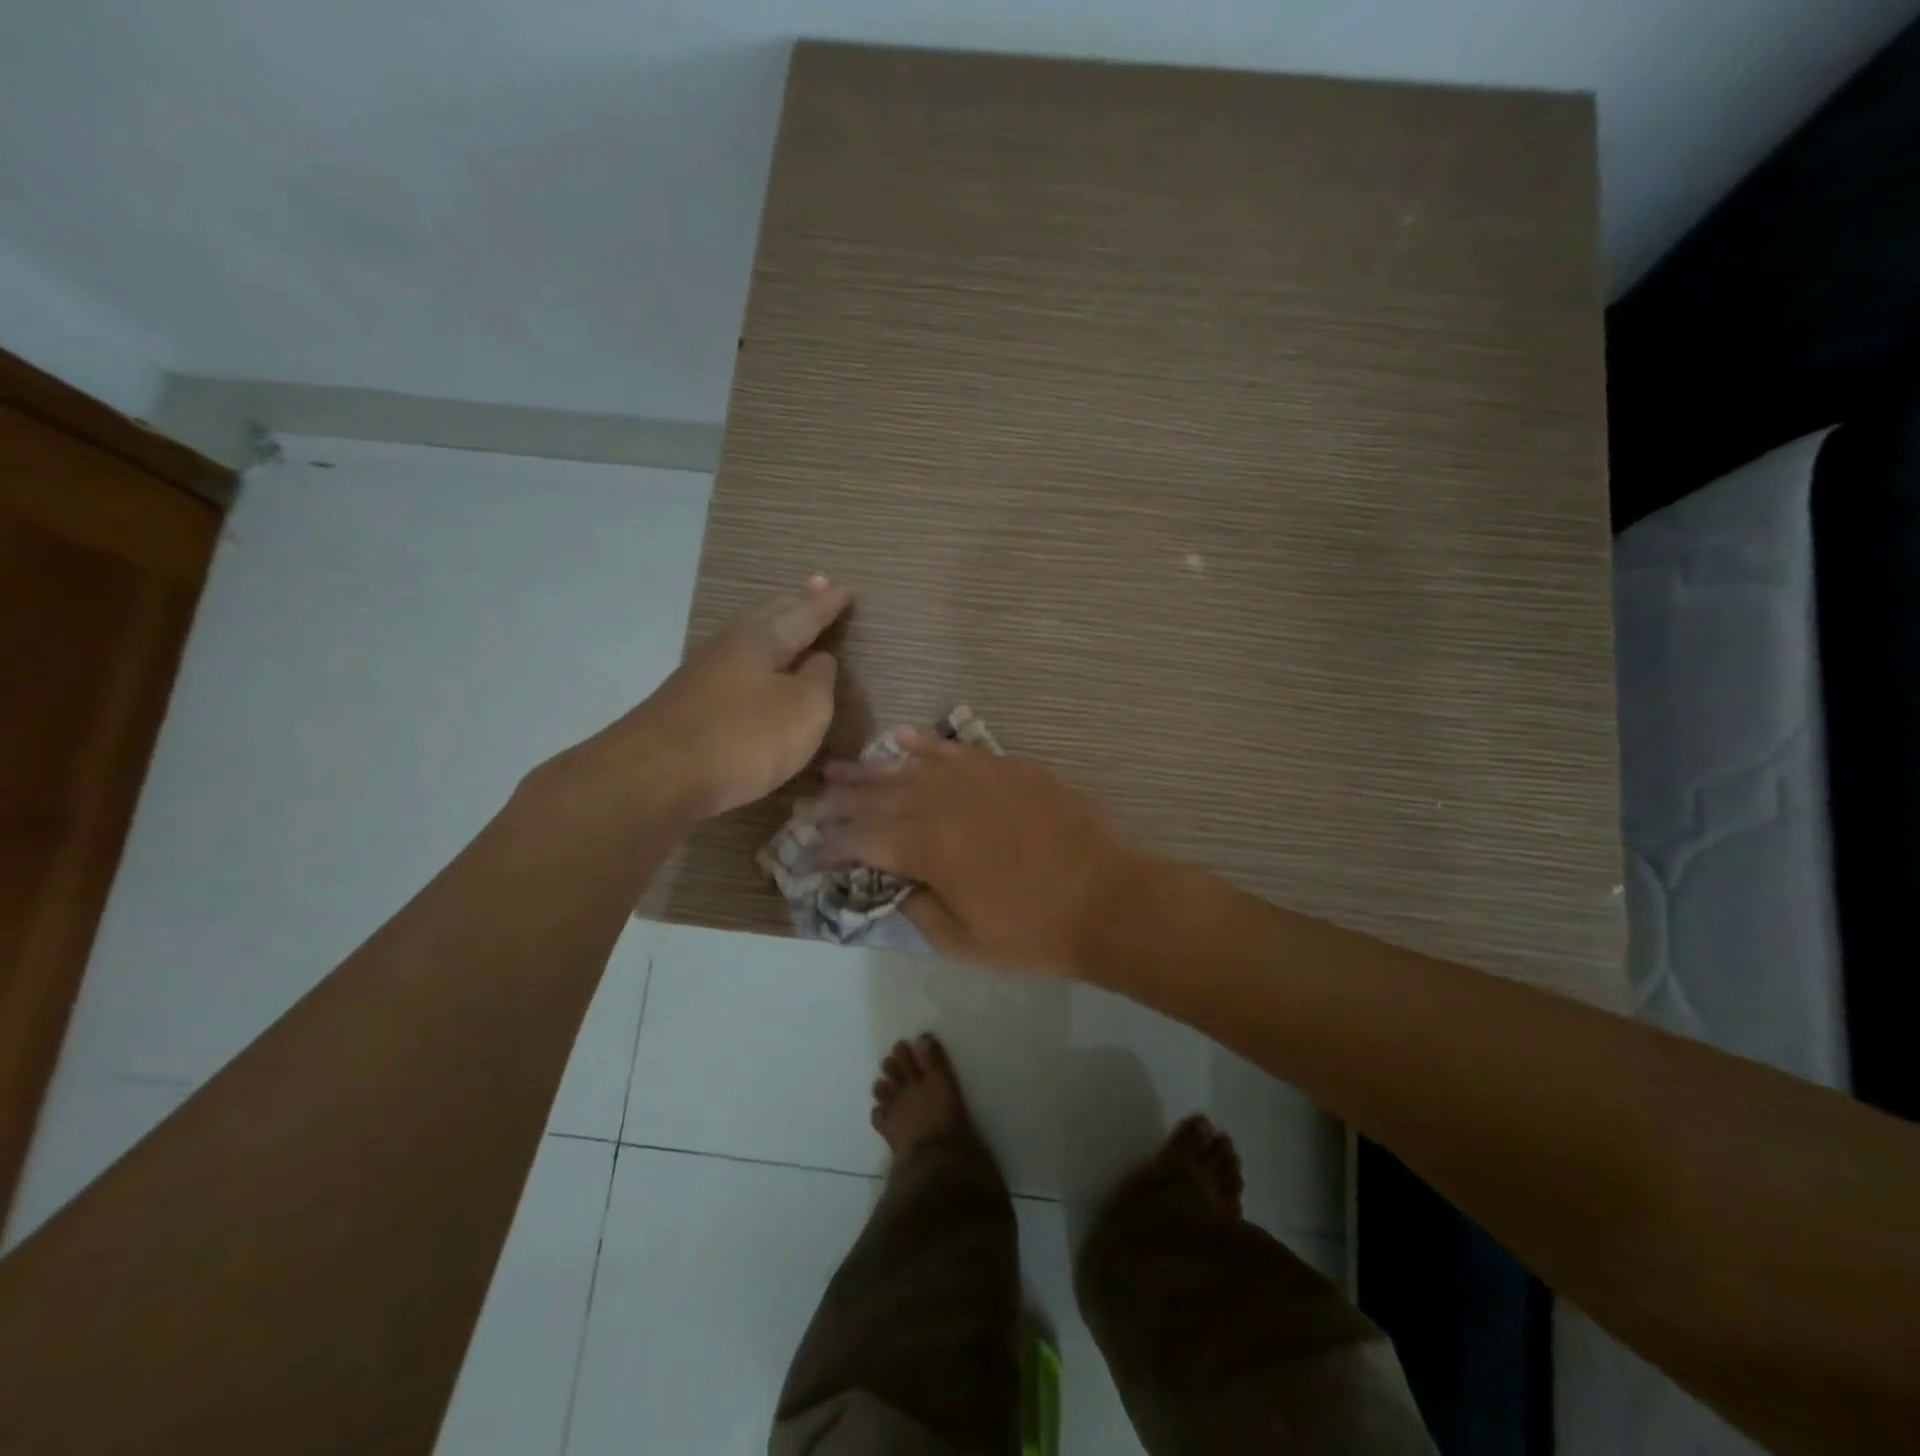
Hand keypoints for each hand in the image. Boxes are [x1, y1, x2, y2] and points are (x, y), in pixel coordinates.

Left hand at [623, 576, 850, 818]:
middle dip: (796, 604)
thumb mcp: (804, 709)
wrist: (656, 777)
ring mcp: (704, 674)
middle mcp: (731, 646)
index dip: (826, 605)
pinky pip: (735, 668)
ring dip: (773, 629)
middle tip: (816, 588)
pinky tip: (756, 670)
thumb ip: (819, 680)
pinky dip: (755, 661)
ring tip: (789, 623)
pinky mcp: (689, 703)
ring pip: (748, 640)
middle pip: (768, 616)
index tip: (844, 590)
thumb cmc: (745, 737)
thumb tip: (820, 659)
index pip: (803, 614)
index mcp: (763, 639)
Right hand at [812, 733, 1147, 975]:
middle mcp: (943, 803)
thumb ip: (917, 907)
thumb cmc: (1034, 932)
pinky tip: (904, 738)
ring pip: (911, 767)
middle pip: (878, 796)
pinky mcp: (1009, 768)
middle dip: (840, 800)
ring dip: (872, 769)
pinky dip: (927, 745)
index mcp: (927, 848)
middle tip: (810, 800)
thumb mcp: (963, 941)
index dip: (829, 845)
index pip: (861, 840)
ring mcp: (978, 778)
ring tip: (839, 768)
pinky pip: (957, 751)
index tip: (807, 851)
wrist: (1109, 899)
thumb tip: (895, 881)